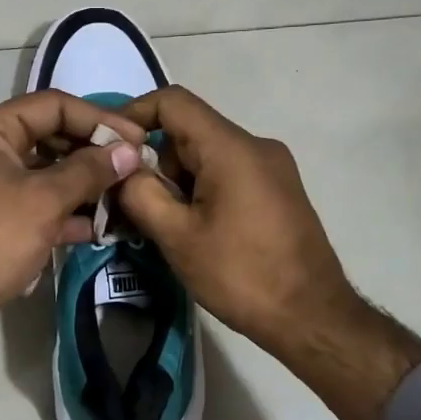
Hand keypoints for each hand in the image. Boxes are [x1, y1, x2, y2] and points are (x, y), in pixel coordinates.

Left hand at [0, 90, 143, 419]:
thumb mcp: (44, 201)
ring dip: (84, 185)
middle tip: (135, 170)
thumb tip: (130, 151)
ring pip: (46, 174)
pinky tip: (98, 228)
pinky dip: (65, 212)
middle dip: (94, 154)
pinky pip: (36, 203)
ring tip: (125, 198)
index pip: (53, 105)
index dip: (99, 119)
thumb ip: (89, 171)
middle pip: (51, 137)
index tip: (137, 140)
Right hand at [114, 86, 357, 358]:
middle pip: (189, 132)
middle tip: (127, 202)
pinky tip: (190, 229)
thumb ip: (140, 193)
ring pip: (206, 156)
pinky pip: (227, 175)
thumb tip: (122, 169)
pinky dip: (199, 191)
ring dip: (176, 182)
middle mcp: (256, 146)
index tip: (108, 148)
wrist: (312, 318)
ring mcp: (272, 168)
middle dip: (153, 161)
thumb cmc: (241, 274)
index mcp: (231, 148)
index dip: (134, 115)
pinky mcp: (278, 191)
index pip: (173, 102)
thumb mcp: (177, 236)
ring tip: (158, 225)